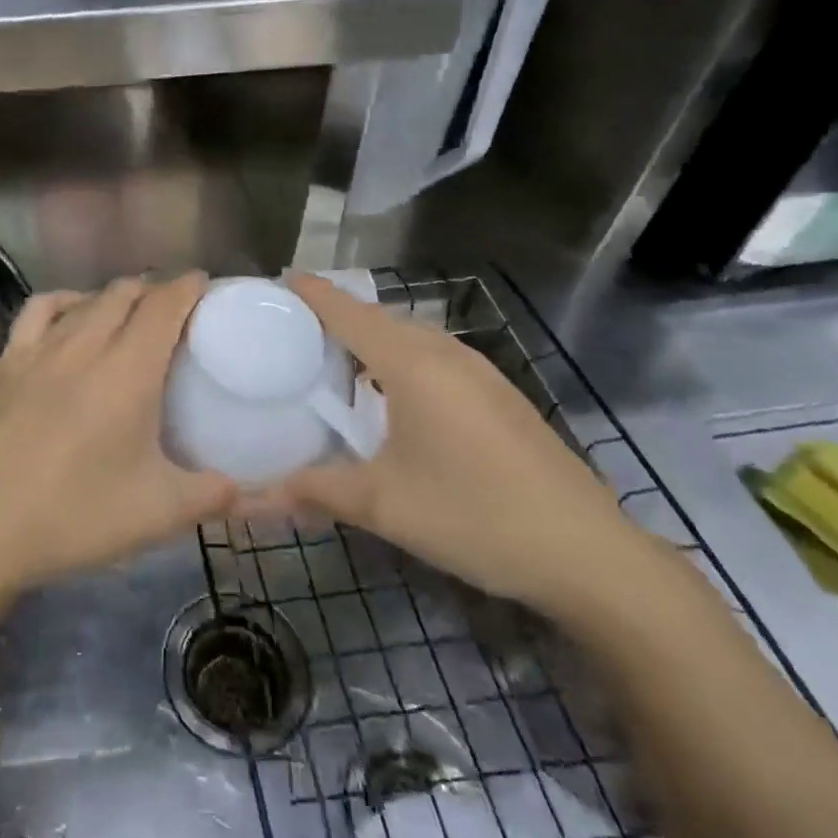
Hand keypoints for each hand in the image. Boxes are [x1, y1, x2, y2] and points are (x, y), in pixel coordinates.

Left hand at [0, 273, 238, 596]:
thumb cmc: (74, 518)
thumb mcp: (157, 514)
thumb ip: (212, 496)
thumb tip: (247, 490)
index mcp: (127, 372)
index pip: (164, 306)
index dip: (188, 287)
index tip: (205, 285)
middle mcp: (84, 346)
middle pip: (125, 294)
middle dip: (155, 290)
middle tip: (176, 310)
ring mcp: (38, 350)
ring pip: (86, 300)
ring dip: (114, 296)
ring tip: (130, 311)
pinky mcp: (6, 363)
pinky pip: (39, 311)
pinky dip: (64, 302)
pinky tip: (71, 316)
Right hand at [273, 274, 648, 615]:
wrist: (588, 553)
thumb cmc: (474, 515)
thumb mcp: (383, 505)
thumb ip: (313, 490)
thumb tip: (250, 498)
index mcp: (413, 364)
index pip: (349, 311)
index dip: (312, 293)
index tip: (276, 283)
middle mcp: (446, 354)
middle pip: (379, 317)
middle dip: (335, 315)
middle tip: (289, 331)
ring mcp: (480, 372)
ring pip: (410, 336)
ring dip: (370, 338)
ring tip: (331, 359)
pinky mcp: (498, 395)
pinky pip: (434, 357)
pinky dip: (399, 358)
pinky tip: (389, 395)